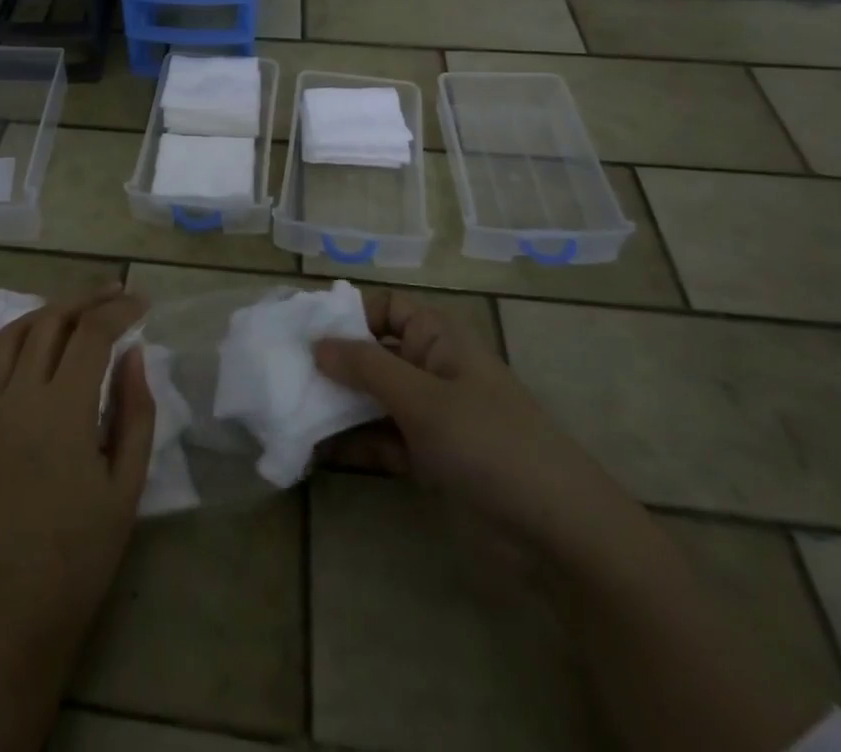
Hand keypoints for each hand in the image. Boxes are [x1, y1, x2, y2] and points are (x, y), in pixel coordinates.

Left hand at [0, 288, 155, 672]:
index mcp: (63, 410)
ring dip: (45, 314)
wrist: (10, 611)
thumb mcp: (126, 485)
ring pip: (11, 337)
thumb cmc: (80, 554)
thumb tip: (133, 354)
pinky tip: (15, 340)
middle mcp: (19, 397)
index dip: (119, 310)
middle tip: (115, 297)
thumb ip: (134, 411)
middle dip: (87, 301)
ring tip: (74, 312)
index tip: (142, 303)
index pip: (92, 334)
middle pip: (50, 322)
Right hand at [314, 288, 645, 570]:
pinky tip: (313, 451)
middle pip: (372, 353)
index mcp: (437, 337)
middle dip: (330, 364)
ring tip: (287, 413)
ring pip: (372, 398)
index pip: (383, 307)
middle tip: (281, 374)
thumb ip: (366, 368)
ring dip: (335, 406)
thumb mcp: (422, 399)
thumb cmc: (489, 442)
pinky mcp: (429, 457)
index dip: (345, 313)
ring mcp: (430, 414)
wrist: (559, 532)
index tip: (300, 330)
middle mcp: (431, 367)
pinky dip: (351, 443)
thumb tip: (316, 343)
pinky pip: (380, 438)